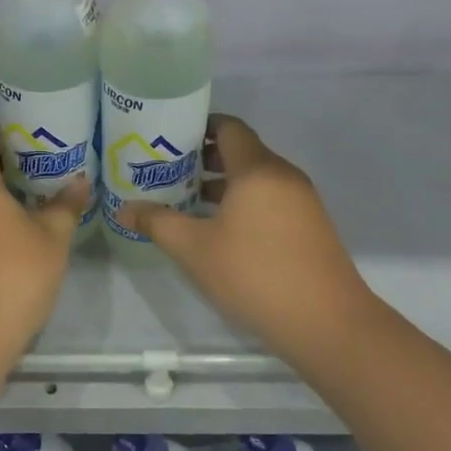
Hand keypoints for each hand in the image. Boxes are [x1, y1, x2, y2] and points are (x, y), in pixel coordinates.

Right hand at [121, 114, 369, 355]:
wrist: (327, 323)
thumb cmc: (254, 274)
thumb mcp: (194, 249)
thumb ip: (157, 223)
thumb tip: (123, 209)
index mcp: (257, 169)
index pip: (228, 127)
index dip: (198, 127)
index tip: (168, 138)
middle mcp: (283, 175)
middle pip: (241, 151)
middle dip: (203, 158)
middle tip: (167, 172)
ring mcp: (302, 201)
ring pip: (255, 179)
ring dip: (222, 185)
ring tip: (186, 202)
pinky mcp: (310, 227)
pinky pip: (270, 199)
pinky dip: (243, 203)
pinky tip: (219, 230)